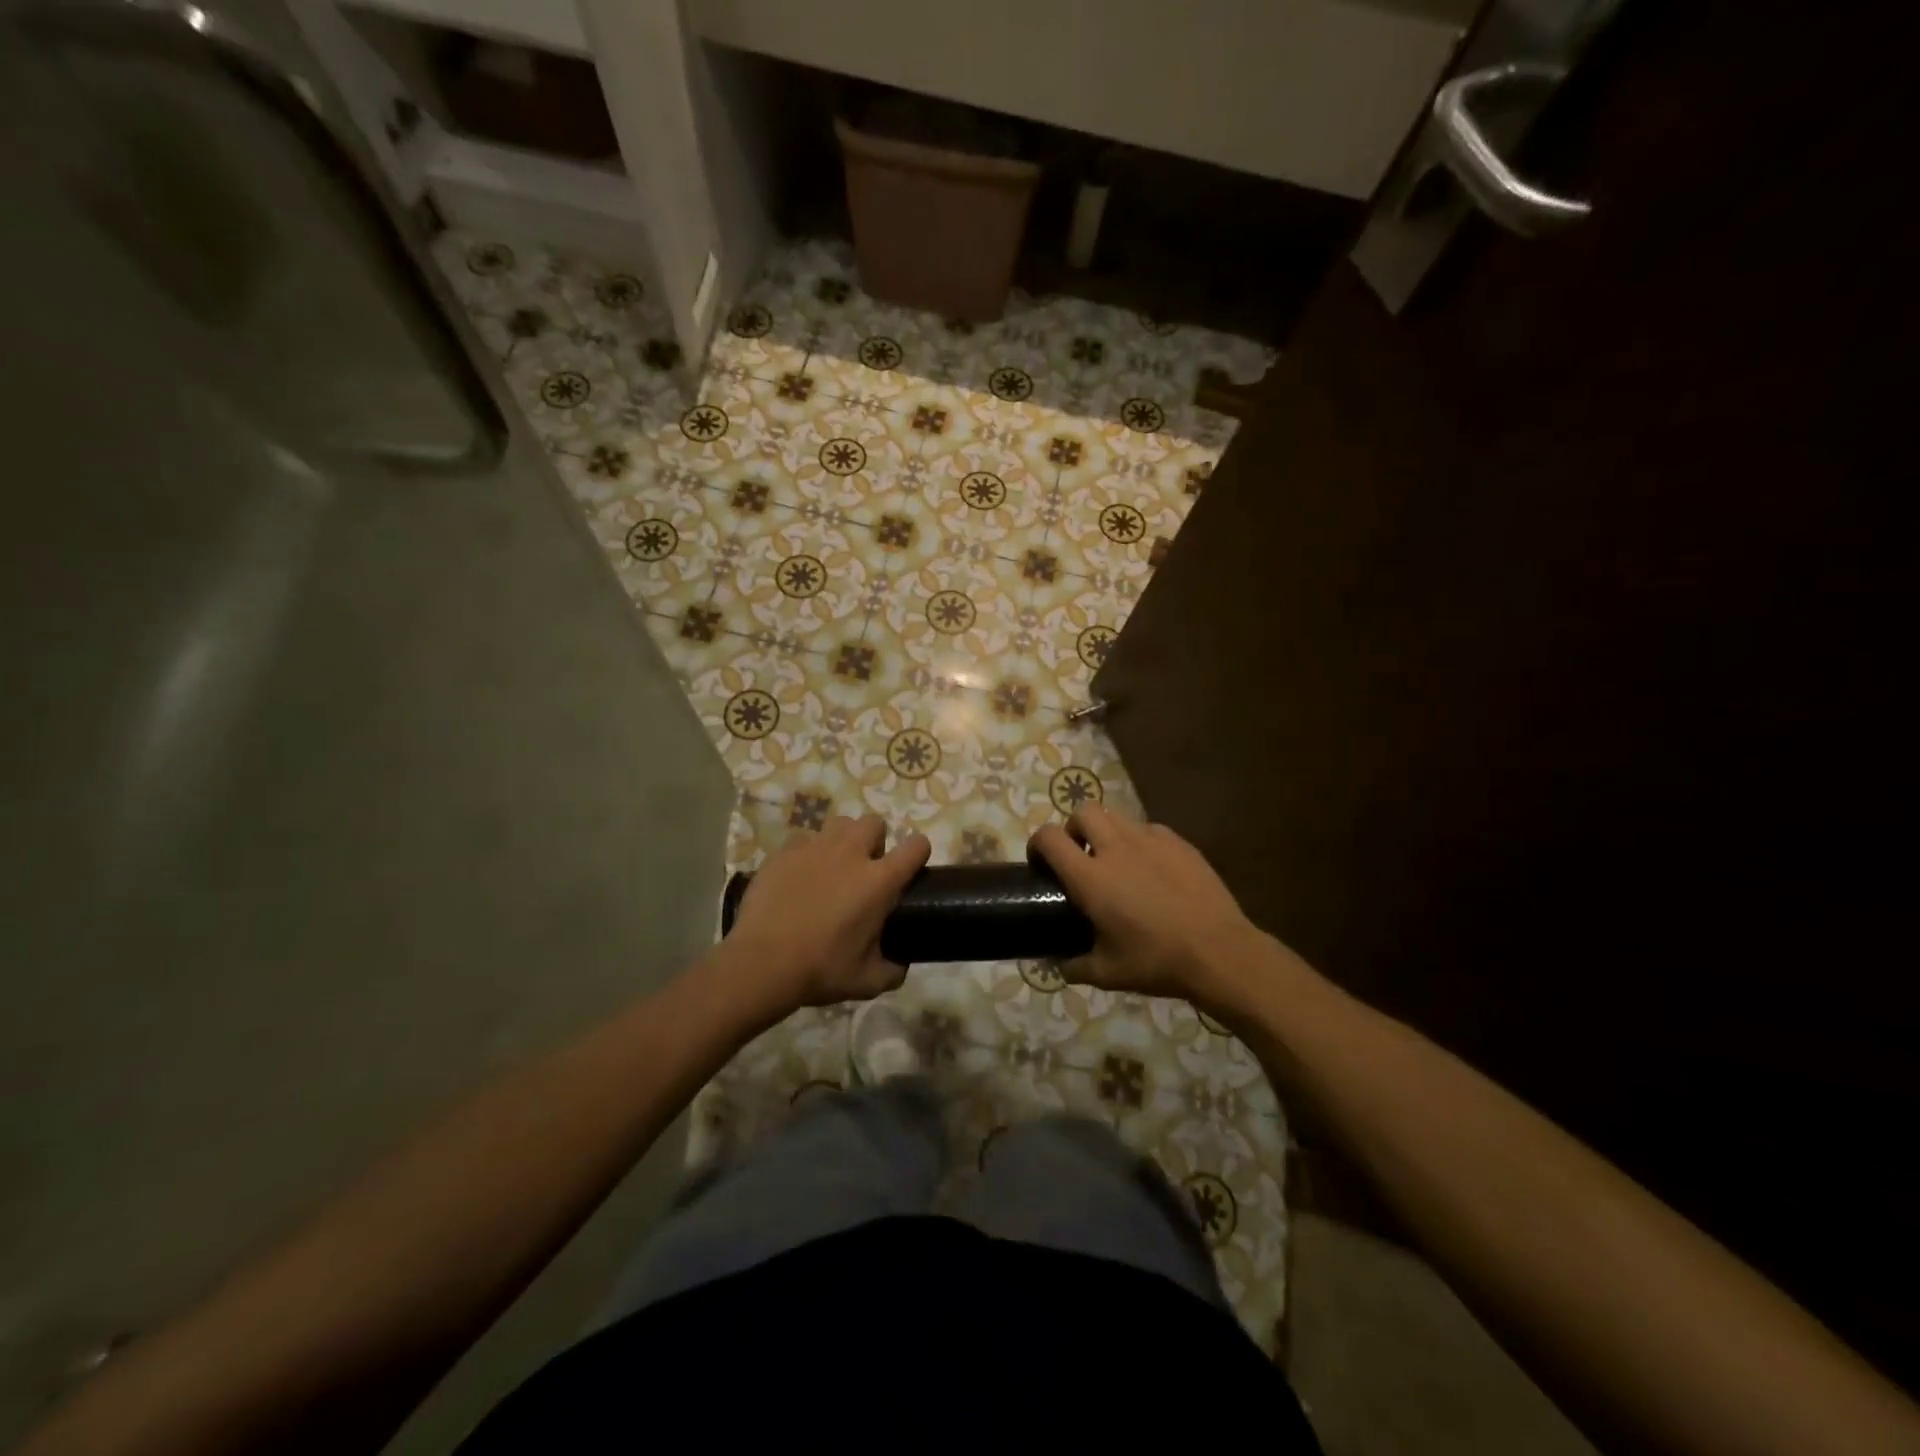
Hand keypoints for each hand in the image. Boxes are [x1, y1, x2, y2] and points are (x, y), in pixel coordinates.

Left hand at [724, 814, 930, 1015]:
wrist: (761, 964)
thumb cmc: (820, 970)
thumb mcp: (867, 981)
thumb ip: (892, 970)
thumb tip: (900, 964)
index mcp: (878, 881)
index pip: (915, 846)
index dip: (918, 852)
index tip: (911, 868)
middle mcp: (850, 854)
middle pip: (874, 823)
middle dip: (875, 841)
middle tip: (865, 871)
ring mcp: (814, 848)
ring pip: (839, 824)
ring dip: (843, 841)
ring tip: (833, 868)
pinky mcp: (783, 852)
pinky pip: (804, 840)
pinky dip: (808, 854)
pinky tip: (799, 878)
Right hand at [1029, 804, 1269, 1008]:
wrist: (1219, 952)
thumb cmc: (1157, 961)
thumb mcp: (1108, 974)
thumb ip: (1075, 966)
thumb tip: (1059, 964)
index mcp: (1091, 877)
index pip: (1050, 837)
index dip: (1037, 844)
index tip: (1040, 862)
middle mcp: (1116, 848)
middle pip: (1082, 811)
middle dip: (1073, 828)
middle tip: (1080, 855)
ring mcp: (1150, 840)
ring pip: (1116, 816)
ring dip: (1106, 832)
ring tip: (1115, 859)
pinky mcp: (1178, 842)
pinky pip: (1148, 829)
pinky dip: (1139, 841)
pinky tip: (1150, 868)